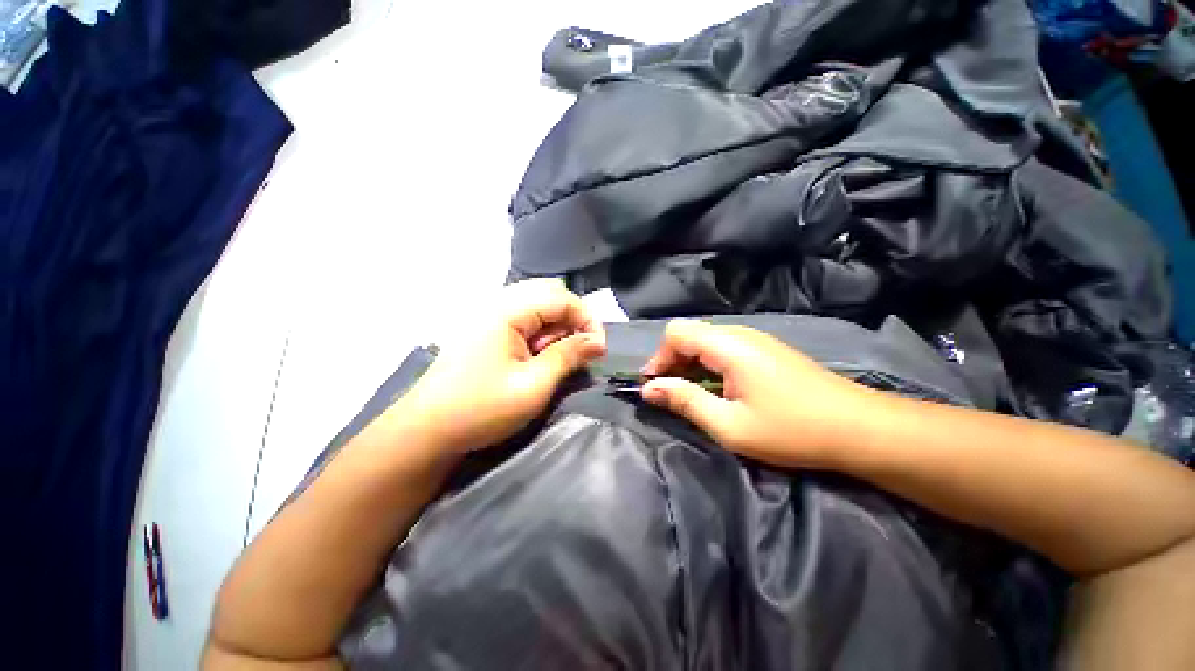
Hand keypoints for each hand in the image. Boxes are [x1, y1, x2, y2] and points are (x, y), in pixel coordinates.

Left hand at [398, 280, 606, 454]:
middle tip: (581, 351)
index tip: (599, 348)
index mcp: (506, 310)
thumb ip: (568, 356)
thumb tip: (598, 342)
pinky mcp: (486, 330)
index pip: (561, 297)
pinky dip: (541, 335)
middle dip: (573, 320)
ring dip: (557, 328)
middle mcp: (497, 303)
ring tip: (559, 358)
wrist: (426, 432)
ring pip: (538, 307)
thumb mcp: (533, 385)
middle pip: (549, 295)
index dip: (587, 319)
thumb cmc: (481, 409)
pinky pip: (524, 321)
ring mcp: (489, 316)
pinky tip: (539, 358)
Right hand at [640, 319, 869, 467]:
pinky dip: (709, 365)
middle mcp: (740, 334)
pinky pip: (724, 347)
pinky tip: (719, 389)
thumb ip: (685, 401)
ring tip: (692, 395)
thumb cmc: (792, 430)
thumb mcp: (729, 425)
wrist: (860, 429)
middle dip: (672, 362)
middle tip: (670, 395)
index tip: (655, 387)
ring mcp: (756, 340)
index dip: (659, 358)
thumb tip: (648, 389)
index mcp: (728, 345)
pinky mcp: (767, 350)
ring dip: (690, 364)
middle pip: (690, 334)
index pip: (676, 332)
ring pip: (706, 340)